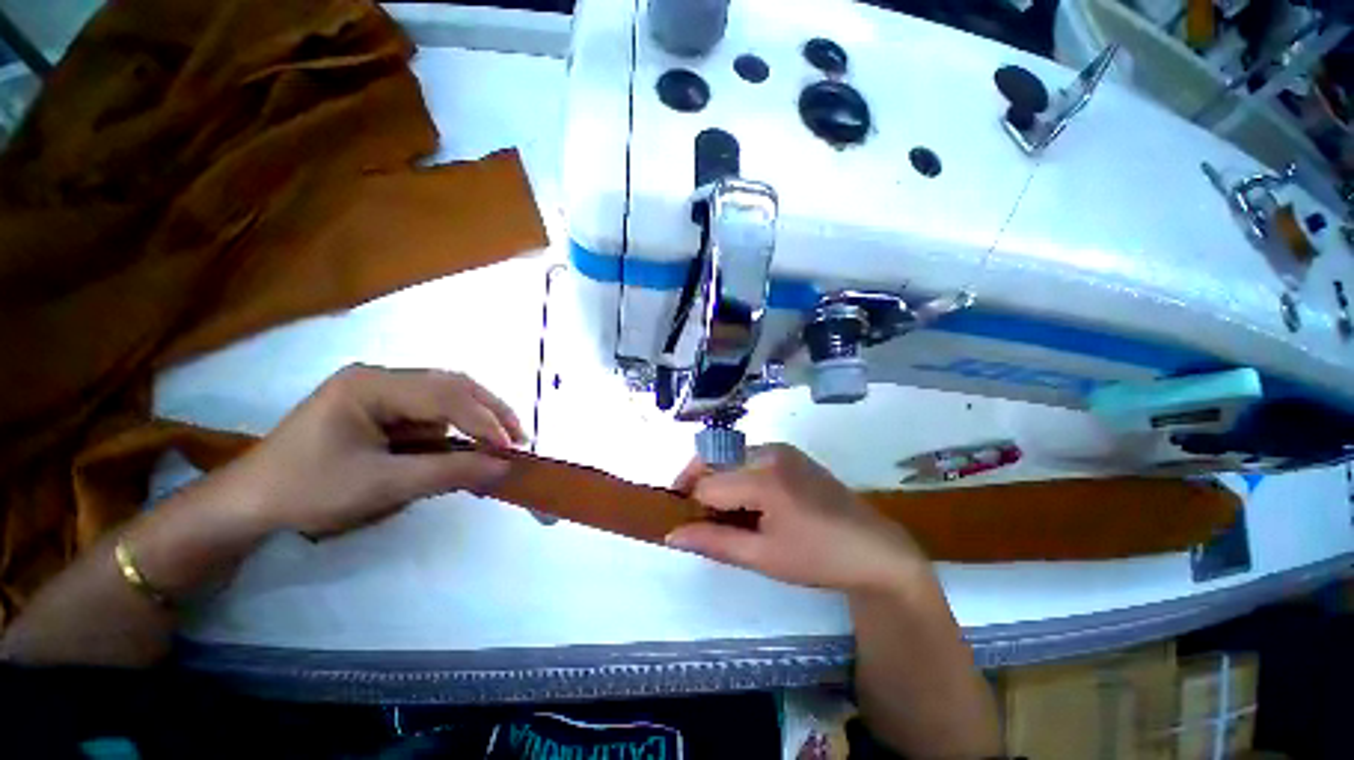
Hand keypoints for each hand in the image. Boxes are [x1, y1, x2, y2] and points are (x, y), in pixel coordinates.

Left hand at [214, 364, 524, 537]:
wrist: (250, 504)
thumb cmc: (308, 490)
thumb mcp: (382, 485)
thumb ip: (448, 472)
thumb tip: (504, 466)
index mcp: (372, 384)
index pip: (444, 394)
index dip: (484, 420)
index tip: (512, 448)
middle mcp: (380, 377)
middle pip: (451, 386)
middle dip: (489, 412)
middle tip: (519, 437)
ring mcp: (381, 391)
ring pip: (446, 396)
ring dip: (477, 418)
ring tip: (503, 440)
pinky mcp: (382, 409)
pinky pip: (431, 412)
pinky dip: (457, 428)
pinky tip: (471, 443)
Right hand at [666, 445, 927, 592]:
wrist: (875, 549)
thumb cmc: (819, 557)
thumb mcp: (763, 556)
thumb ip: (714, 542)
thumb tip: (671, 535)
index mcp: (763, 476)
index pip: (706, 484)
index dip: (690, 505)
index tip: (686, 526)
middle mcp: (768, 451)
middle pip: (713, 461)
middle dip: (698, 487)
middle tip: (701, 520)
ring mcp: (781, 449)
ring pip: (729, 458)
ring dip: (717, 482)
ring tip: (727, 516)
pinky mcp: (790, 453)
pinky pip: (748, 458)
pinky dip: (737, 477)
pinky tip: (749, 505)